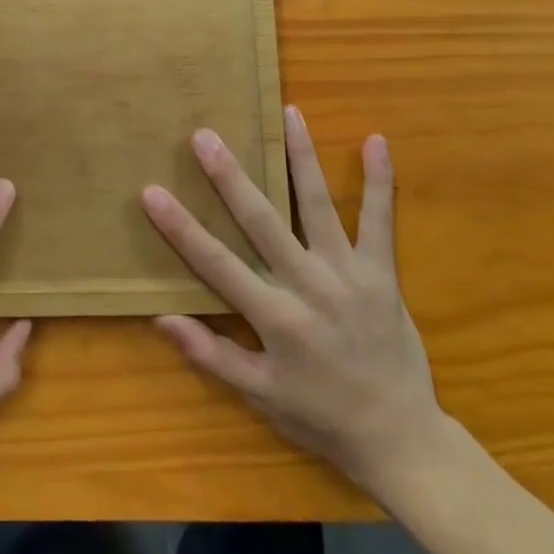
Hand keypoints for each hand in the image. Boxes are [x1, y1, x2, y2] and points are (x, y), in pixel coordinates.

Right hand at [141, 109, 447, 504]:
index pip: (217, 263)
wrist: (401, 439)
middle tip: (205, 136)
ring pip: (318, 206)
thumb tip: (162, 318)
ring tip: (288, 114)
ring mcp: (349, 274)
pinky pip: (381, 221)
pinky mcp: (382, 273)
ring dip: (301, 157)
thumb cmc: (320, 416)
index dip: (181, 228)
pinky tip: (375, 141)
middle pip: (262, 221)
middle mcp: (309, 286)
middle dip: (230, 177)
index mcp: (275, 317)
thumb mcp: (260, 395)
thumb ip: (211, 354)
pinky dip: (380, 182)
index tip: (152, 192)